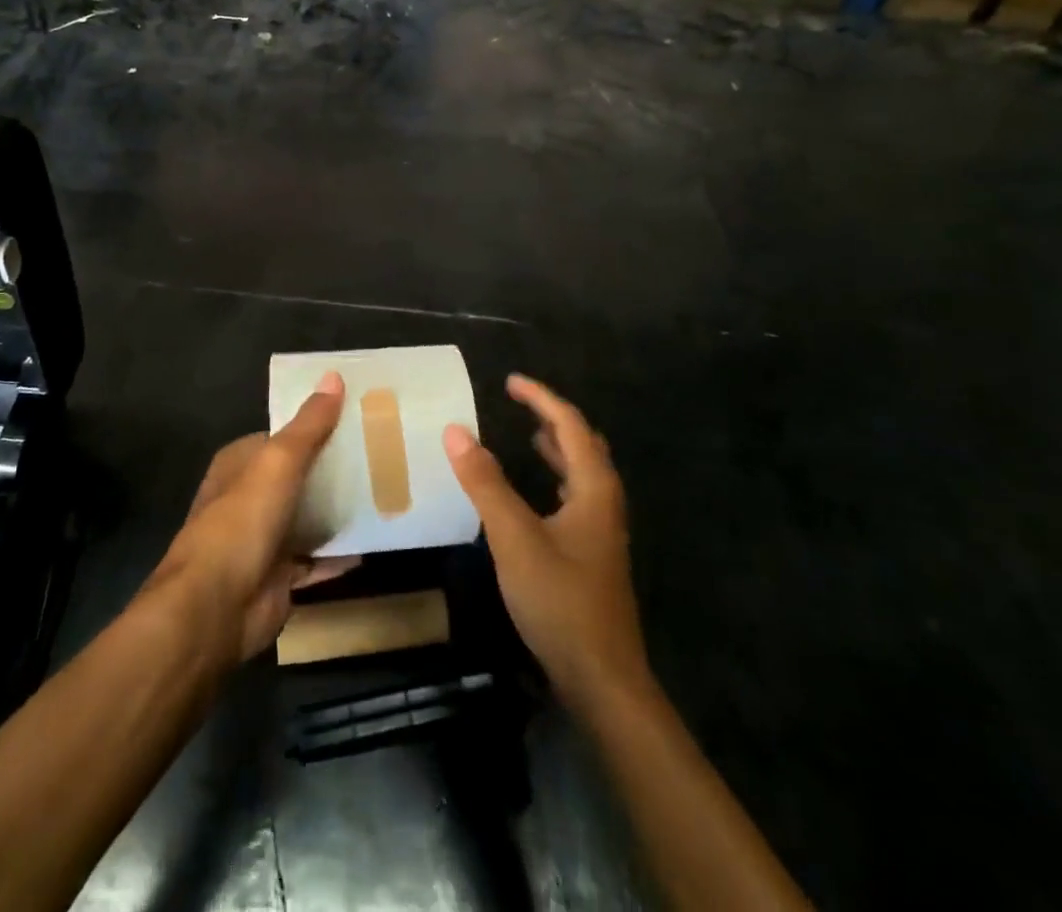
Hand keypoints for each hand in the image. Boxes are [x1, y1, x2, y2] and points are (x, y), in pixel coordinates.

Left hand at [151, 372, 358, 664]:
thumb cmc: (242, 521)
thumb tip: (333, 376)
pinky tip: (372, 543)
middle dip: (332, 469)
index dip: (315, 427)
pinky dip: (339, 554)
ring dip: (337, 512)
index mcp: (240, 464)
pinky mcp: (278, 577)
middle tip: (381, 456)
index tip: (356, 419)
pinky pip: (315, 559)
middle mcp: (248, 498)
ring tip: (385, 494)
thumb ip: (308, 425)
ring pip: (307, 517)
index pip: (282, 437)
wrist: (215, 608)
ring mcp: (262, 540)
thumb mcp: (278, 462)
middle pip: (298, 477)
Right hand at [444, 376, 650, 706]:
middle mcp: (605, 502)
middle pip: (584, 444)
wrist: (602, 680)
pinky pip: (577, 497)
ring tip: (529, 434)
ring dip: (558, 448)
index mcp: (595, 488)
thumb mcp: (514, 538)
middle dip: (553, 418)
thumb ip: (485, 483)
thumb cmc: (560, 601)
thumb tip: (456, 431)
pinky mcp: (594, 555)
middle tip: (520, 404)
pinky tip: (538, 494)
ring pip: (583, 472)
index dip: (540, 397)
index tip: (510, 381)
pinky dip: (556, 478)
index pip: (569, 424)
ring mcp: (603, 531)